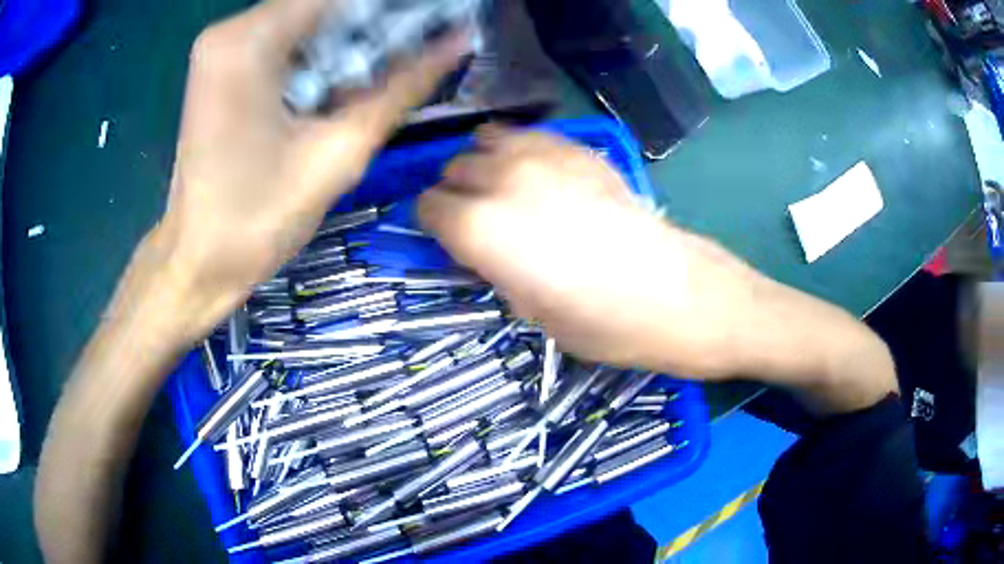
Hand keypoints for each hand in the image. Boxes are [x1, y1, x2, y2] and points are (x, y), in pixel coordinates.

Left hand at [153, 0, 467, 341]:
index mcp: (249, 41)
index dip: (390, 10)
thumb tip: (458, 41)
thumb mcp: (339, 150)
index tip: (431, 23)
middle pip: (321, 5)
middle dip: (369, 27)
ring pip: (305, 21)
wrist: (199, 261)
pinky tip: (334, 89)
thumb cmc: (258, 218)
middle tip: (405, 58)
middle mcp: (229, 31)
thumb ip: (402, 86)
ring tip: (368, 82)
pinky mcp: (221, 68)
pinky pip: (283, 42)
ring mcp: (220, 48)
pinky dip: (318, 56)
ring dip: (345, 43)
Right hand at [419, 128, 895, 406]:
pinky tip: (539, 174)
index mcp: (481, 227)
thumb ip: (491, 266)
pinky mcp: (580, 148)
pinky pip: (527, 134)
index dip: (435, 224)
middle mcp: (502, 178)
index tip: (450, 239)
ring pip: (485, 140)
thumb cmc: (604, 324)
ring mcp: (544, 154)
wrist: (680, 294)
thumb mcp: (528, 312)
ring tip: (505, 191)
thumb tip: (478, 245)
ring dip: (484, 165)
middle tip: (479, 219)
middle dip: (457, 193)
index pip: (427, 206)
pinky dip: (519, 149)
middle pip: (452, 168)